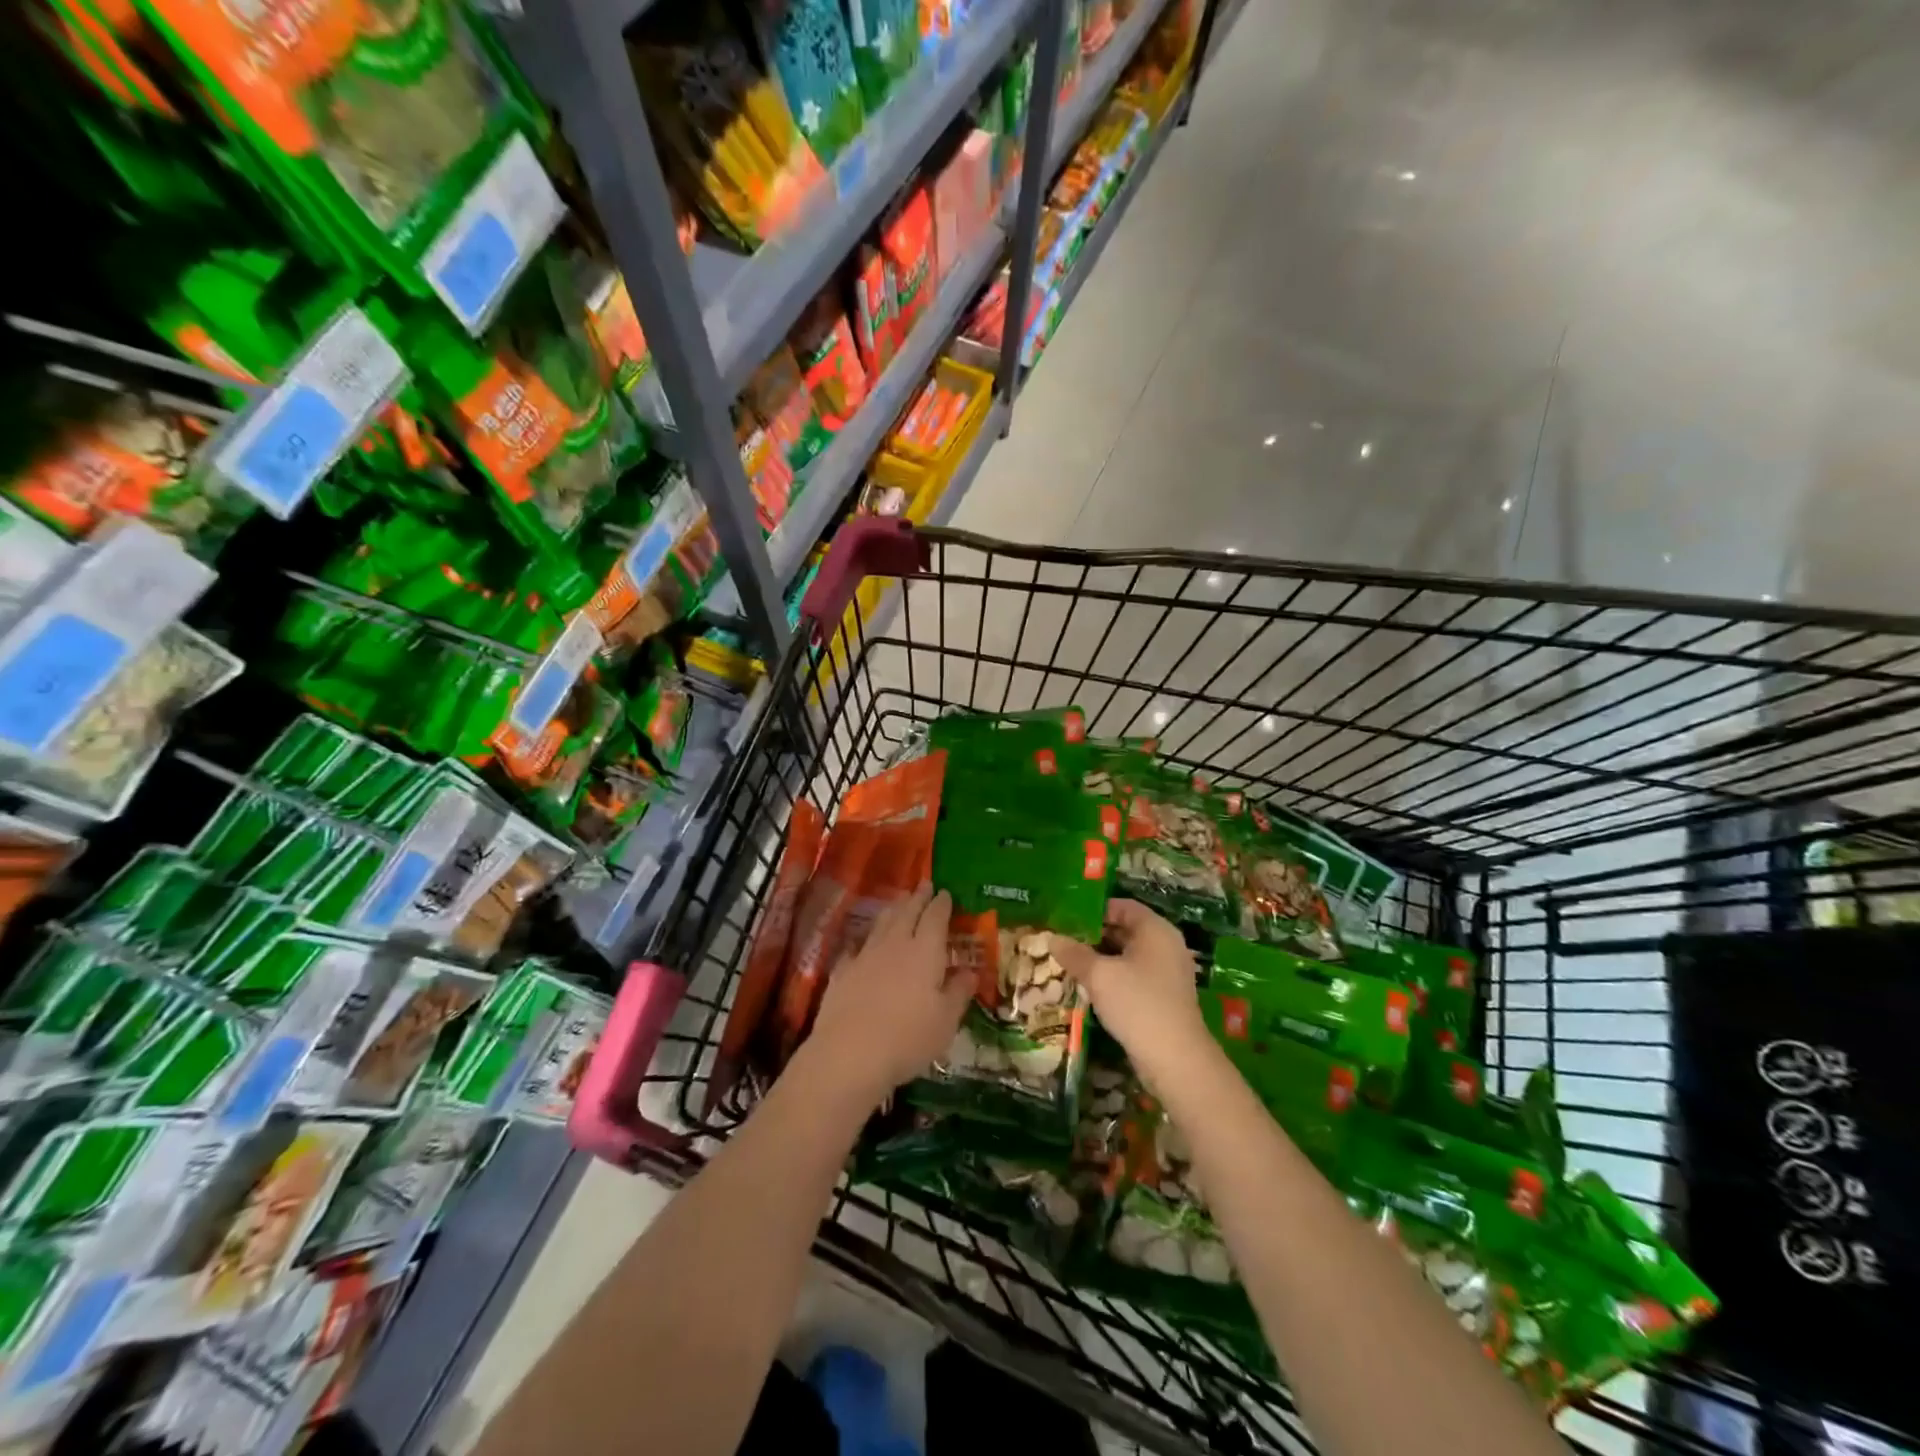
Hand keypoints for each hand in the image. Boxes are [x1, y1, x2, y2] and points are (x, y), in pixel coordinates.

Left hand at [804, 884, 971, 1107]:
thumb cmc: (908, 1038)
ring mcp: (865, 955)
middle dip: (917, 897)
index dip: (941, 903)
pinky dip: (865, 940)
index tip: (945, 892)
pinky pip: (856, 946)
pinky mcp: (842, 971)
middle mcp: (895, 944)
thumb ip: (959, 992)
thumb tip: (971, 972)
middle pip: (907, 912)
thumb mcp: (946, 1021)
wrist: (849, 1053)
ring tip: (900, 902)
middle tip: (924, 885)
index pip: (935, 917)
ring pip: (882, 923)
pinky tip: (864, 943)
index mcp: (925, 951)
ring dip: (893, 909)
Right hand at [1053, 900, 1207, 1078]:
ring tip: (1069, 963)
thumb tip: (1051, 937)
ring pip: (1128, 955)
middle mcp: (1165, 946)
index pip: (1122, 906)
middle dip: (1093, 935)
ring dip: (1101, 958)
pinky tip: (1089, 986)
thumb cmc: (1138, 1004)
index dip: (1094, 909)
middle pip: (1125, 930)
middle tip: (1062, 940)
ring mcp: (1167, 973)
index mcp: (1156, 930)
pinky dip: (1113, 977)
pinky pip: (1134, 976)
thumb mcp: (1099, 975)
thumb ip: (1074, 953)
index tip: (1066, 918)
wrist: (1175, 1059)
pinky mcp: (1164, 997)